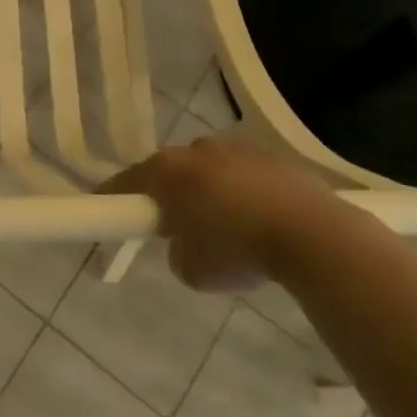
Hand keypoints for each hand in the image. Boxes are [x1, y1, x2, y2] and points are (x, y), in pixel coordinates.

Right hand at [103, 135, 343, 291]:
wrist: (312, 234)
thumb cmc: (238, 250)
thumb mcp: (191, 269)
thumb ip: (176, 250)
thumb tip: (185, 242)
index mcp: (167, 170)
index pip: (126, 181)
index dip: (112, 197)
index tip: (104, 209)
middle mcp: (196, 149)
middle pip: (170, 171)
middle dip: (170, 195)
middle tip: (177, 227)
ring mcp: (236, 147)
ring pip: (209, 169)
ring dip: (209, 191)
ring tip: (228, 227)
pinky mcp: (272, 155)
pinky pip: (244, 173)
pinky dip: (243, 192)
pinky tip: (259, 221)